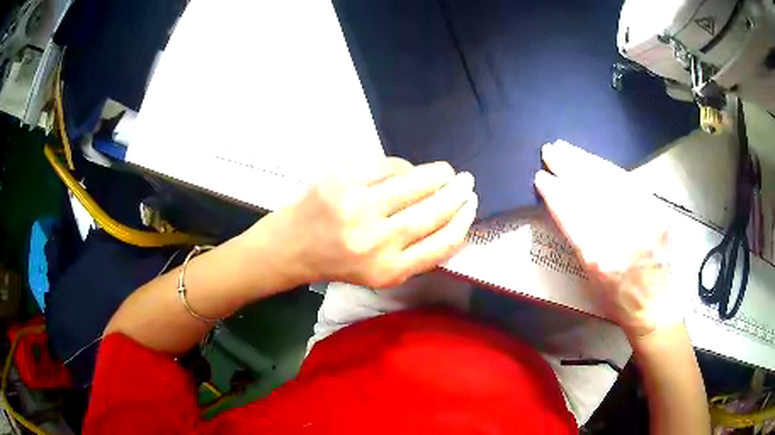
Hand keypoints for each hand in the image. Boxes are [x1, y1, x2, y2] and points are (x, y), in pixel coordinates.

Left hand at [247, 157, 477, 288]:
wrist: (291, 246)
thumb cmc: (338, 262)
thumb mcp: (380, 274)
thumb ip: (415, 255)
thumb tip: (450, 219)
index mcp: (388, 271)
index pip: (441, 244)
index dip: (463, 222)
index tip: (471, 207)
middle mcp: (375, 242)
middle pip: (432, 212)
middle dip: (456, 194)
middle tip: (466, 182)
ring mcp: (356, 207)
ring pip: (413, 183)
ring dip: (437, 175)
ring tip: (446, 172)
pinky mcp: (341, 180)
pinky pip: (386, 166)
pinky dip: (403, 167)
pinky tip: (408, 170)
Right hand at [534, 140, 682, 338]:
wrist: (653, 304)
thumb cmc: (616, 298)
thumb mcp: (589, 277)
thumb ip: (578, 239)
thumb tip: (564, 202)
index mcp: (601, 258)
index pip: (573, 215)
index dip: (556, 193)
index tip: (541, 177)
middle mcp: (624, 235)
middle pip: (593, 191)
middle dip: (569, 167)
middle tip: (551, 150)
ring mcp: (644, 219)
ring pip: (611, 180)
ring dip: (587, 162)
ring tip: (568, 149)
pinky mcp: (657, 211)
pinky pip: (630, 182)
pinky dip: (609, 169)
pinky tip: (596, 161)